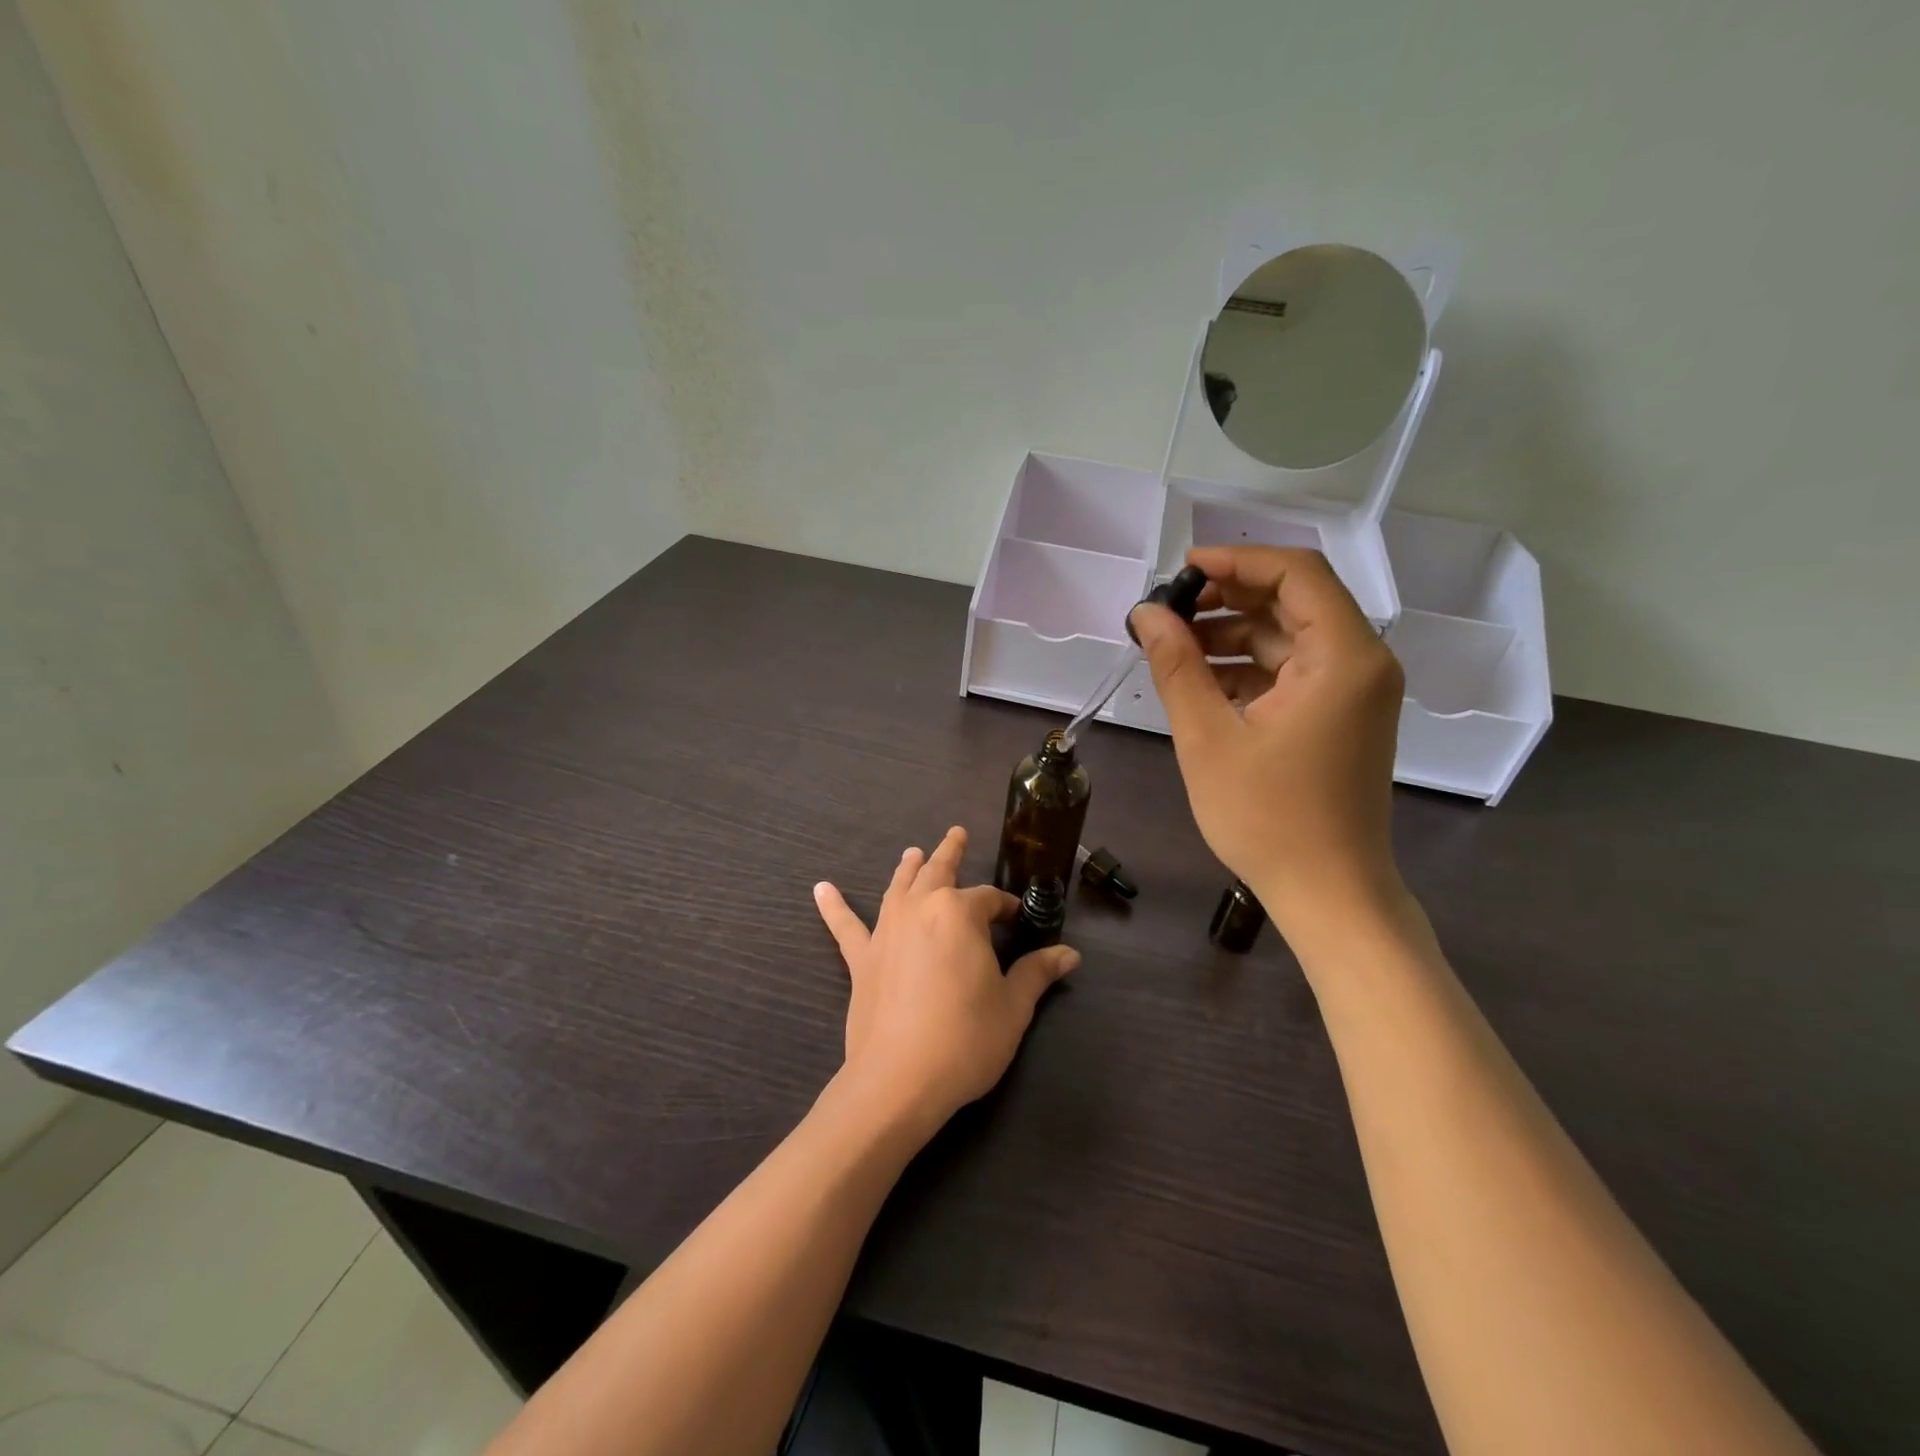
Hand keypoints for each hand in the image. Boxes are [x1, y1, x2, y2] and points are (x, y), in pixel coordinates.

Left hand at [812, 827, 1078, 1132]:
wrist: (899, 1079)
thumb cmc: (966, 1038)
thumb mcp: (1013, 1006)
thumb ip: (1037, 973)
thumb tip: (1070, 954)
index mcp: (960, 913)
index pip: (989, 899)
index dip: (1007, 908)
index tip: (1018, 919)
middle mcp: (920, 908)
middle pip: (938, 872)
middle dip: (950, 853)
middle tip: (957, 834)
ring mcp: (886, 931)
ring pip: (898, 887)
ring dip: (907, 868)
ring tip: (912, 852)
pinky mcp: (861, 959)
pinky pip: (845, 926)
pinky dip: (834, 906)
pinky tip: (821, 889)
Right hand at [1130, 546, 1406, 947]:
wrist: (1328, 893)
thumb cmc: (1268, 818)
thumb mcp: (1208, 737)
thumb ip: (1176, 666)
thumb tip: (1145, 613)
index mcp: (1342, 657)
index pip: (1295, 572)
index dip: (1235, 560)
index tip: (1180, 570)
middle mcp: (1361, 662)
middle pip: (1293, 600)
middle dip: (1227, 597)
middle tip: (1167, 610)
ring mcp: (1354, 691)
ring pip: (1289, 636)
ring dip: (1232, 633)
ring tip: (1172, 645)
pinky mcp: (1341, 716)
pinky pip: (1293, 670)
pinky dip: (1248, 667)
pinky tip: (1200, 681)